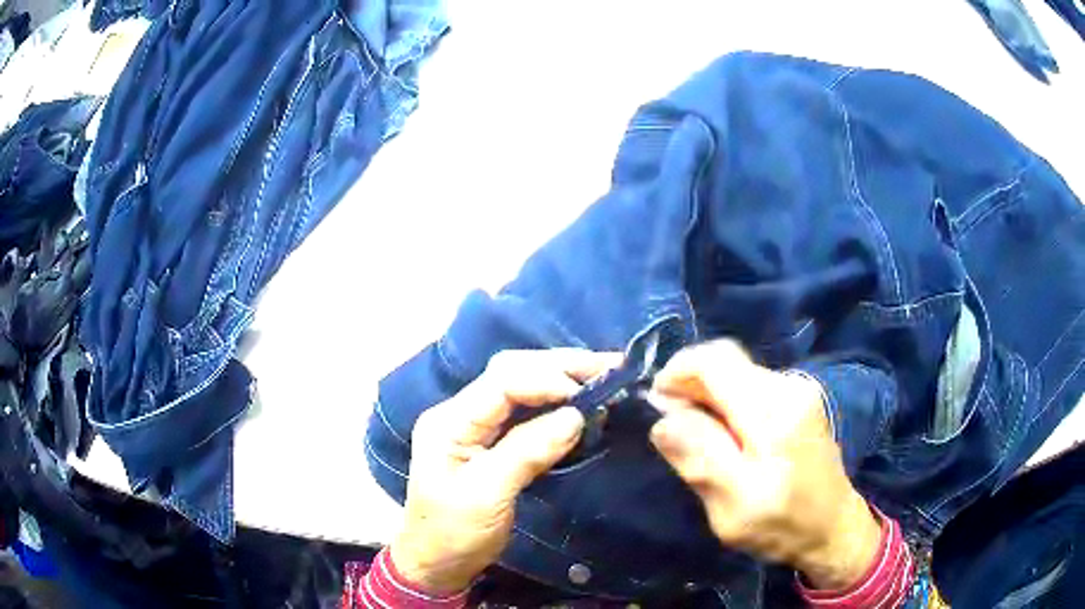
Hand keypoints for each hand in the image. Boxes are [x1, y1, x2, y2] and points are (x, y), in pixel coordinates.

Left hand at [390, 348, 619, 594]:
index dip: (547, 379)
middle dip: (560, 367)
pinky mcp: (491, 442)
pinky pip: (526, 412)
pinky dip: (556, 404)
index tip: (589, 393)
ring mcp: (475, 426)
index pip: (502, 382)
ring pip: (521, 387)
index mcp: (450, 421)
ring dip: (562, 379)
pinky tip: (580, 402)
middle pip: (512, 373)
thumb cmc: (453, 533)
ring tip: (603, 376)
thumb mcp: (487, 496)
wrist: (436, 564)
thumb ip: (527, 452)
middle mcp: (461, 413)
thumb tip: (576, 416)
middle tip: (609, 366)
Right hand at [648, 341, 881, 589]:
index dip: (677, 372)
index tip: (657, 406)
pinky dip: (726, 405)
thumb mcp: (733, 506)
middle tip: (674, 432)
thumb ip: (699, 458)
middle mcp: (788, 387)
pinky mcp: (798, 401)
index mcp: (774, 411)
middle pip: (725, 363)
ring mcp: (797, 391)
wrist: (833, 528)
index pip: (715, 360)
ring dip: (707, 399)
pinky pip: (749, 388)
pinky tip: (724, 440)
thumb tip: (663, 419)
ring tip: (697, 442)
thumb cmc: (783, 524)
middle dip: (690, 388)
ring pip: (736, 375)